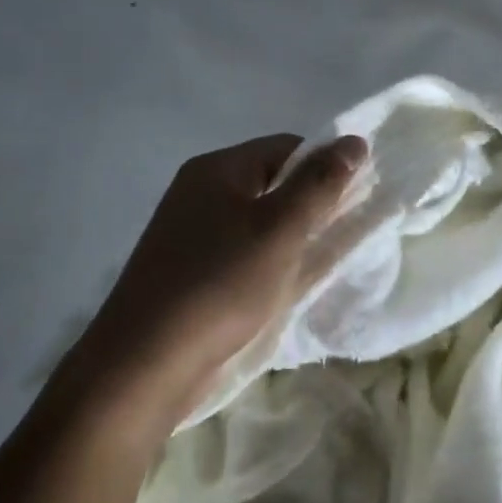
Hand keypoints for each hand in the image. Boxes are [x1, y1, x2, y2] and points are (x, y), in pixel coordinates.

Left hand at [64, 133, 367, 426]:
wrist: (147, 361)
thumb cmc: (221, 283)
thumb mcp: (281, 228)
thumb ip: (320, 184)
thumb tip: (354, 141)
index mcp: (217, 169)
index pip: (286, 147)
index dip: (324, 167)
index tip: (354, 200)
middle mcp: (199, 192)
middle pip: (271, 182)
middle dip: (311, 205)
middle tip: (343, 234)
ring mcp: (190, 233)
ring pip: (258, 221)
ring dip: (292, 237)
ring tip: (320, 263)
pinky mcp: (190, 270)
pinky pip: (242, 252)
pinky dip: (269, 261)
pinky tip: (285, 286)